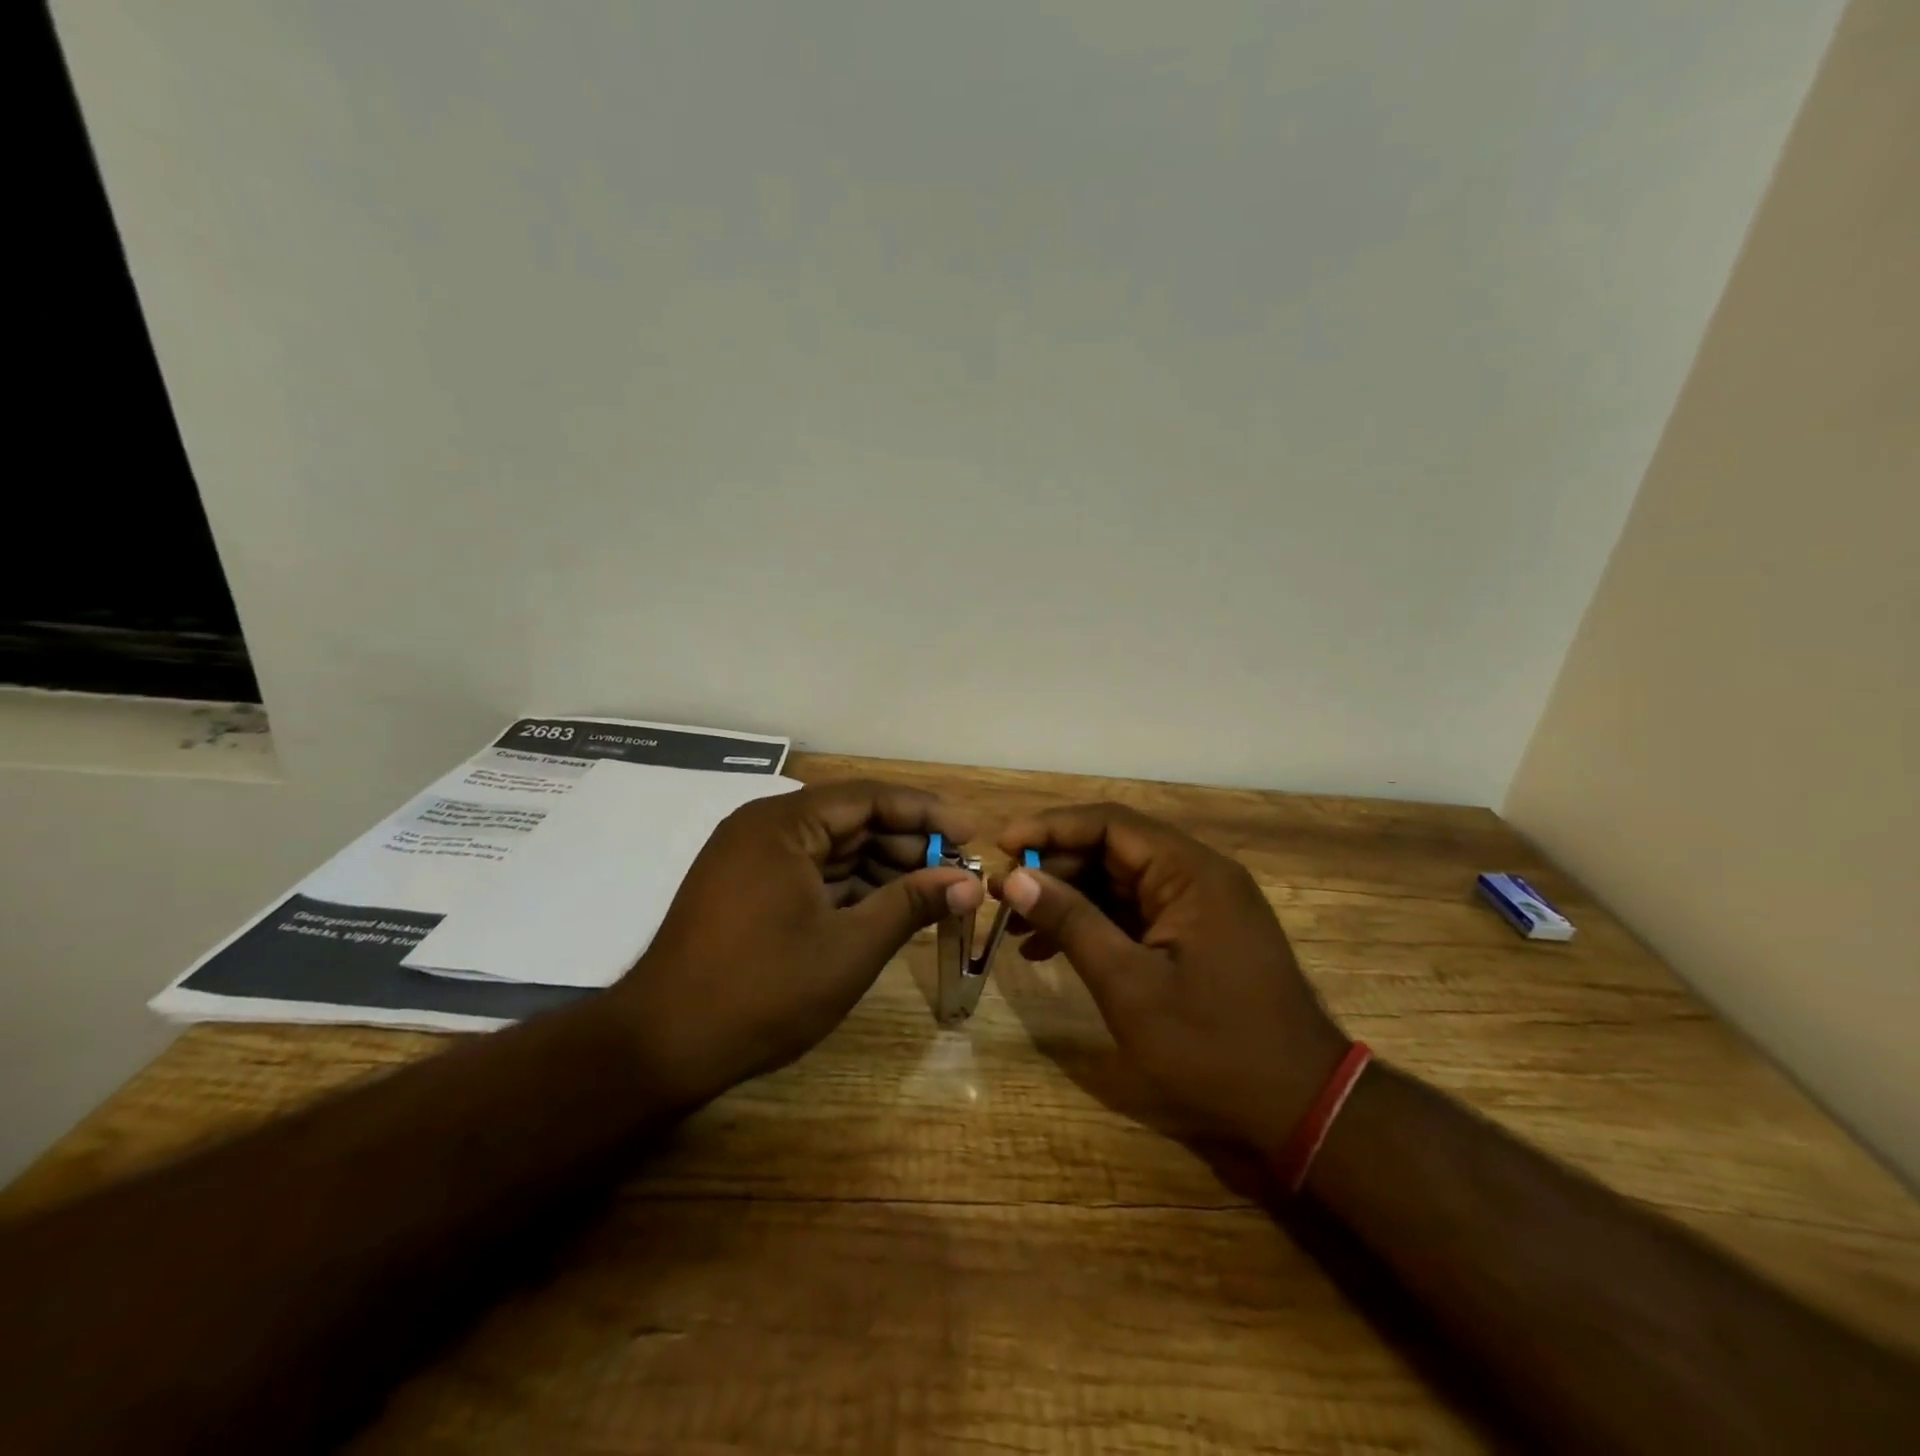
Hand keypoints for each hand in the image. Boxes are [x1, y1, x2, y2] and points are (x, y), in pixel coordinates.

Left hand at [610, 780, 981, 1107]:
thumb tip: (969, 884)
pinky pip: (811, 873)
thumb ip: (911, 904)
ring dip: (883, 868)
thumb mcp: (850, 947)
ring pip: (833, 849)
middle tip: (957, 872)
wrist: (662, 1047)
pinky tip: (889, 907)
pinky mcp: (747, 889)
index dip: (926, 813)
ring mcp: (752, 859)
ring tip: (933, 893)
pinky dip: (851, 887)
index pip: (869, 798)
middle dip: (908, 844)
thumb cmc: (763, 990)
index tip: (972, 834)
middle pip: (852, 820)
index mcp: (783, 823)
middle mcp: (765, 827)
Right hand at [995, 803, 1347, 1152]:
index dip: (1051, 828)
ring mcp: (1199, 904)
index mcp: (1190, 872)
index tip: (1003, 846)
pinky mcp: (1196, 933)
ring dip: (1069, 899)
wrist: (1299, 1104)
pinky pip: (1135, 911)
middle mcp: (1197, 874)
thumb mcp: (1130, 985)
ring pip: (1119, 881)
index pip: (1110, 823)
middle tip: (1003, 896)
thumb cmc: (1212, 1044)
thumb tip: (1017, 878)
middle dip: (1054, 869)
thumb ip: (1072, 922)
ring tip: (1016, 927)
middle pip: (1112, 850)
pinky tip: (1051, 950)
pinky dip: (1094, 924)